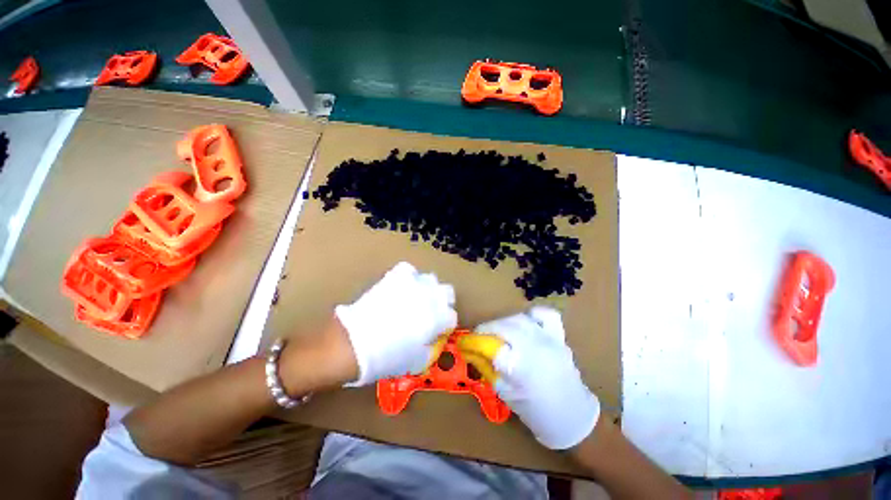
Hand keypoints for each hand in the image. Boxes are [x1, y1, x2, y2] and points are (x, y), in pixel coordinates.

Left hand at [335, 261, 457, 385]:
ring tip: (416, 298)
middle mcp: (430, 297)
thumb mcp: (416, 362)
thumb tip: (433, 339)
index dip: (444, 325)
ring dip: (426, 289)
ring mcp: (412, 284)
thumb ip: (431, 348)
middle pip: (447, 292)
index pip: (451, 316)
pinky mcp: (395, 277)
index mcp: (438, 318)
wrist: (355, 344)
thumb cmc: (388, 358)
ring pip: (429, 279)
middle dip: (442, 302)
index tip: (436, 330)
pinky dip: (407, 277)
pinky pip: (407, 270)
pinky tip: (401, 287)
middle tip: (431, 312)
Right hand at [469, 306, 599, 449]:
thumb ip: (488, 368)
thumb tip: (471, 350)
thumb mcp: (505, 393)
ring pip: (520, 318)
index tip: (466, 343)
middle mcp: (535, 348)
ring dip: (505, 322)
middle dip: (488, 329)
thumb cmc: (536, 412)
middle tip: (481, 337)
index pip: (490, 346)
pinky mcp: (559, 337)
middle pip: (504, 326)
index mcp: (521, 368)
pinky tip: (527, 323)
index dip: (474, 341)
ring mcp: (550, 340)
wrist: (573, 418)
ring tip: (501, 332)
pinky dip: (533, 315)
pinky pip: (546, 315)